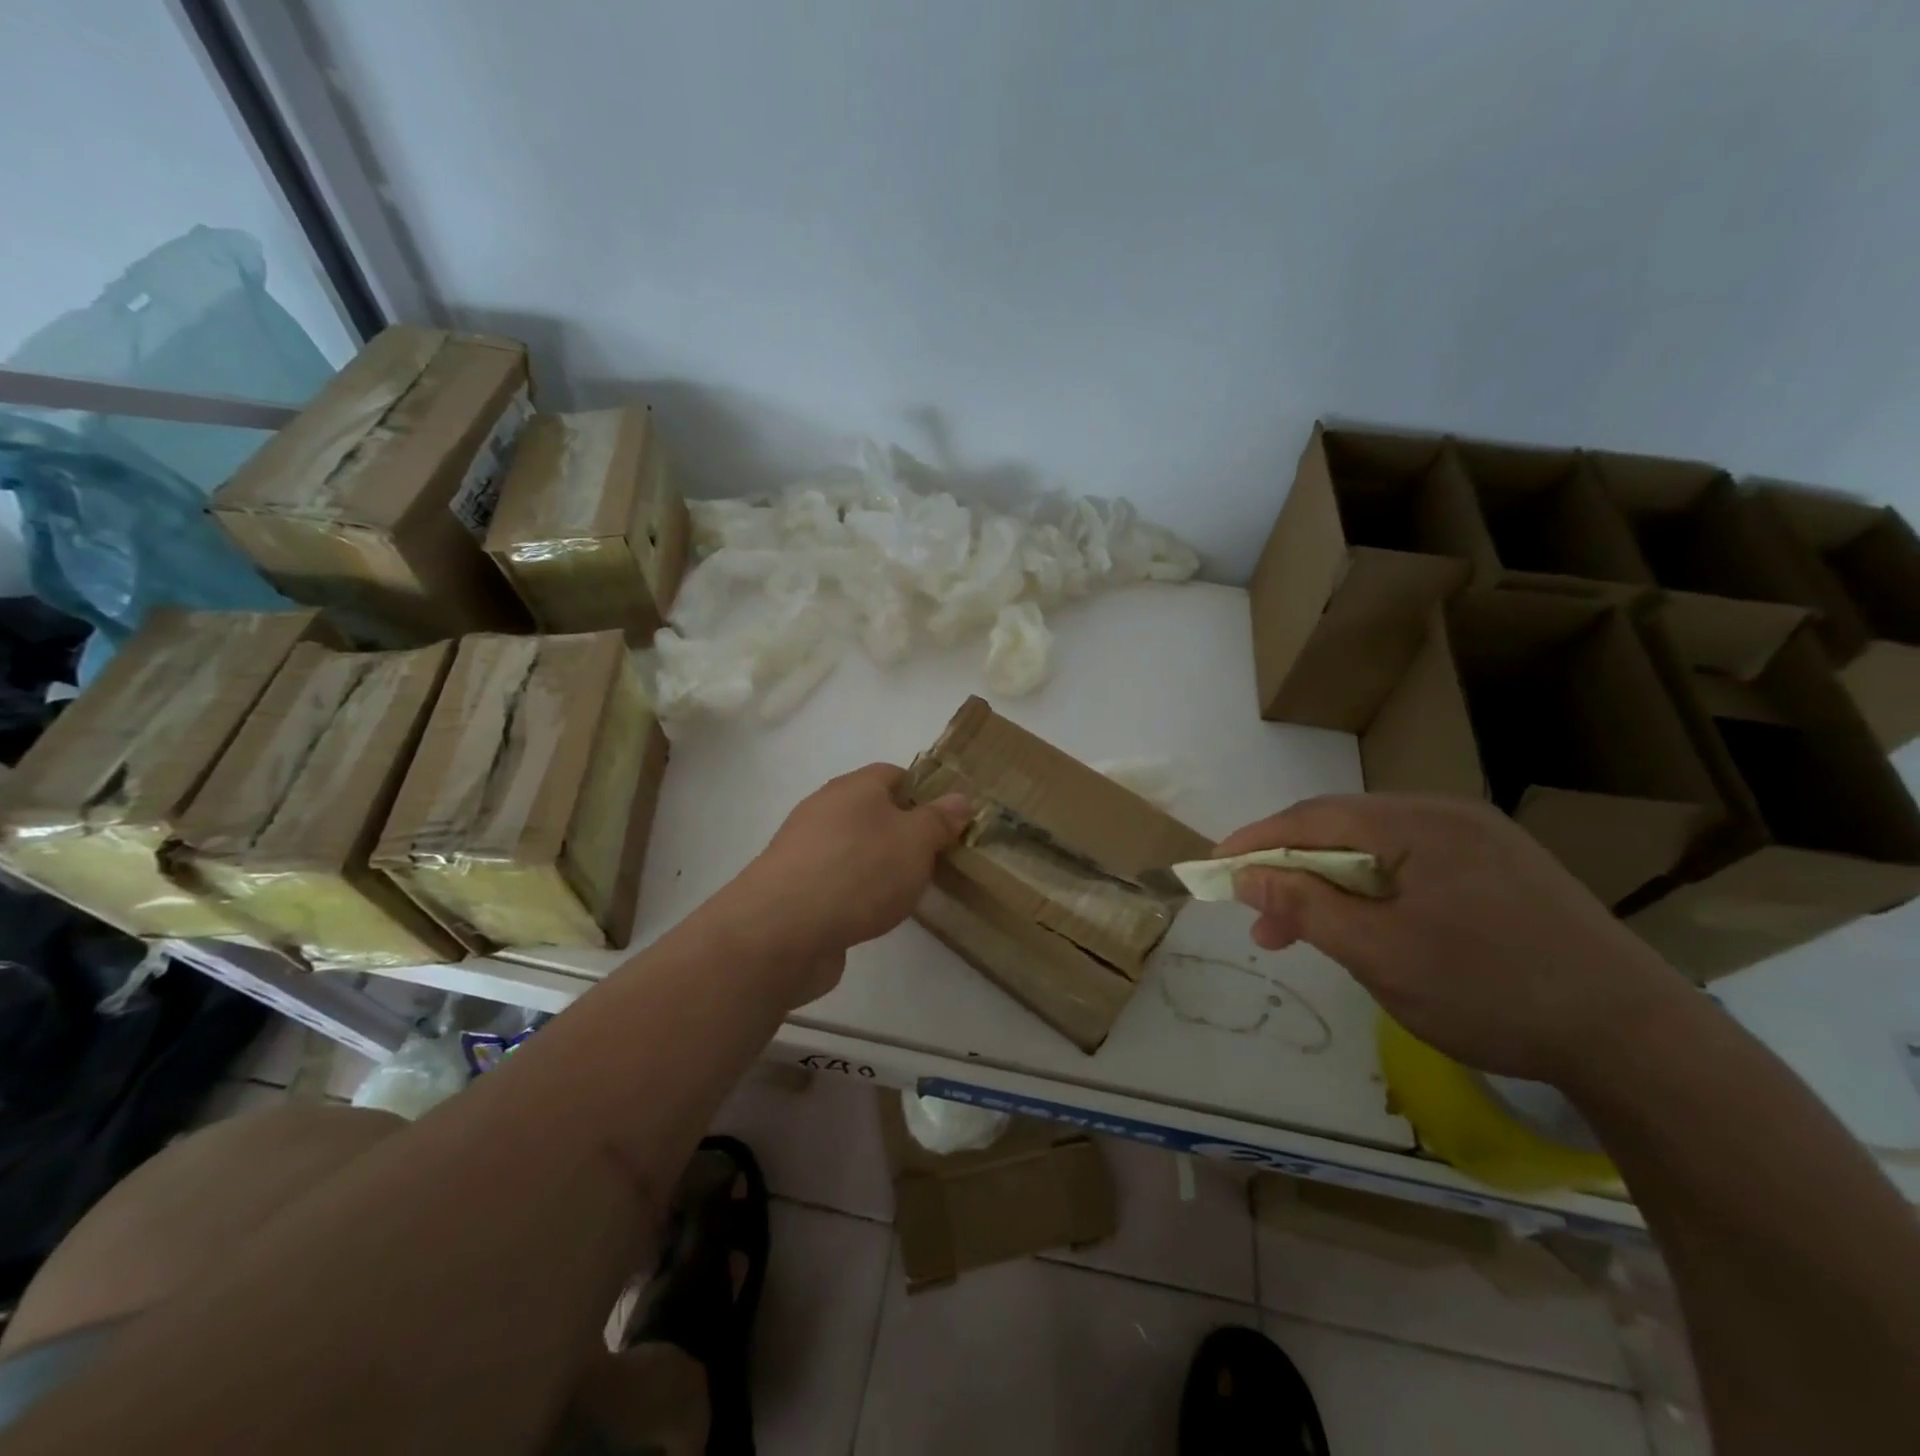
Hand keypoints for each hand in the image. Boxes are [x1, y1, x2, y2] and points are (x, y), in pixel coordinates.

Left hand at [723, 764, 970, 1002]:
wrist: (783, 930)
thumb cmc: (860, 871)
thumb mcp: (916, 842)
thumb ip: (939, 820)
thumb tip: (959, 798)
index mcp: (854, 787)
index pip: (894, 774)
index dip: (923, 792)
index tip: (947, 821)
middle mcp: (824, 809)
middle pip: (872, 811)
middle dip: (903, 832)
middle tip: (934, 859)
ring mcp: (804, 849)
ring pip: (853, 847)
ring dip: (878, 864)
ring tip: (907, 891)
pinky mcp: (793, 888)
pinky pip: (835, 880)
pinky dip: (855, 892)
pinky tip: (871, 915)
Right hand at [1216, 794, 1696, 1089]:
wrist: (1638, 1039)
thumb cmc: (1490, 991)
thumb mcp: (1378, 954)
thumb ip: (1304, 906)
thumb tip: (1247, 876)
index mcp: (1418, 824)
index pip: (1313, 817)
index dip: (1257, 840)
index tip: (1215, 868)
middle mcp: (1448, 815)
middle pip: (1343, 829)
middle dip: (1294, 871)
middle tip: (1263, 922)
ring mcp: (1482, 840)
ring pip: (1378, 850)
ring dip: (1333, 885)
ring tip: (1308, 933)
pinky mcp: (1503, 869)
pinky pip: (1414, 865)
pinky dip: (1375, 892)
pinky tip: (1371, 927)